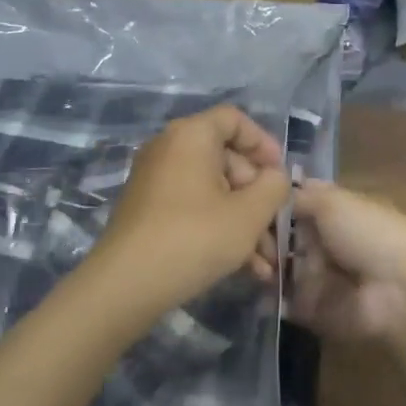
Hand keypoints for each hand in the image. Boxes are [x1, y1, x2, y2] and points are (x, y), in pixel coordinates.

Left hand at [91, 106, 289, 315]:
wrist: (125, 285)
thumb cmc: (194, 237)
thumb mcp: (248, 214)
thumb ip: (273, 187)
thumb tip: (274, 177)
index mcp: (191, 135)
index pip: (234, 120)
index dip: (263, 143)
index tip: (280, 175)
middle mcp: (169, 148)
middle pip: (225, 159)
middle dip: (256, 196)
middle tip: (275, 229)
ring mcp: (155, 180)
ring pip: (212, 190)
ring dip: (242, 220)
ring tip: (266, 262)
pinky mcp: (147, 210)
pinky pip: (192, 207)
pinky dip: (218, 228)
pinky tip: (243, 268)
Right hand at [262, 181, 405, 342]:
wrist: (399, 292)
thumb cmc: (368, 233)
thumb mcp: (333, 202)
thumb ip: (302, 197)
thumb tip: (278, 189)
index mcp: (336, 211)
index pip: (296, 204)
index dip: (273, 204)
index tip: (249, 202)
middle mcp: (326, 241)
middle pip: (284, 236)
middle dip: (263, 237)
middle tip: (247, 238)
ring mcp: (320, 276)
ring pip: (281, 267)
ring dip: (263, 265)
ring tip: (252, 264)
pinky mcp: (315, 310)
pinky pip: (286, 302)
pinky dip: (272, 298)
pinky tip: (258, 287)